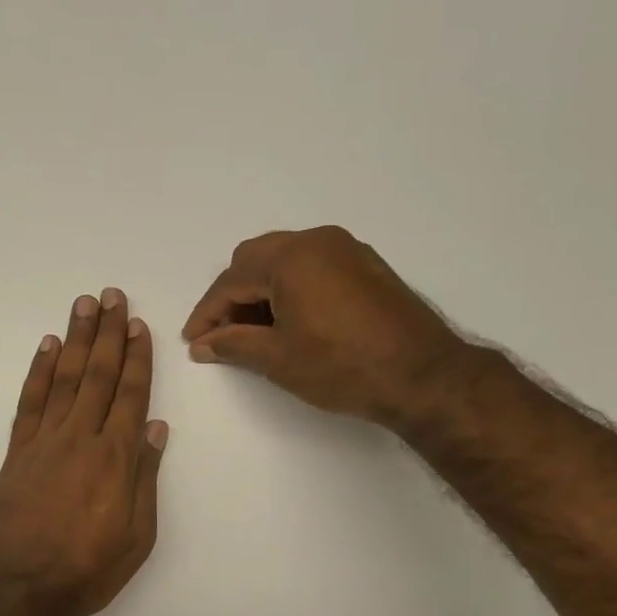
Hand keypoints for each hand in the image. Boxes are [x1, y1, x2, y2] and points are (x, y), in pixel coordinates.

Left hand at [0, 289, 167, 615]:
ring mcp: (44, 442)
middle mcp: (80, 438)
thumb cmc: (90, 569)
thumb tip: (155, 428)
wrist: (24, 590)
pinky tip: (48, 348)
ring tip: (83, 305)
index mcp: (116, 458)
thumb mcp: (138, 534)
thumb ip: (145, 477)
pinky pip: (30, 402)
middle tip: (112, 296)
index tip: (139, 326)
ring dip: (75, 339)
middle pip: (98, 375)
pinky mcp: (17, 452)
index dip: (136, 358)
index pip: (130, 395)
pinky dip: (39, 372)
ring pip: (64, 379)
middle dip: (108, 333)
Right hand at [182, 226, 459, 425]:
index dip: (207, 313)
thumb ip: (233, 345)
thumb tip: (203, 344)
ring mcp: (346, 249)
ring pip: (284, 260)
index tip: (194, 341)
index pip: (231, 280)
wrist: (422, 375)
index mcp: (290, 257)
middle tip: (225, 335)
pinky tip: (291, 321)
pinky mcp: (365, 265)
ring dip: (262, 290)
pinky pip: (312, 266)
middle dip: (233, 296)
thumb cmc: (342, 367)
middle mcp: (317, 240)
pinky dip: (291, 288)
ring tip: (256, 332)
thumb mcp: (278, 359)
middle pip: (255, 259)